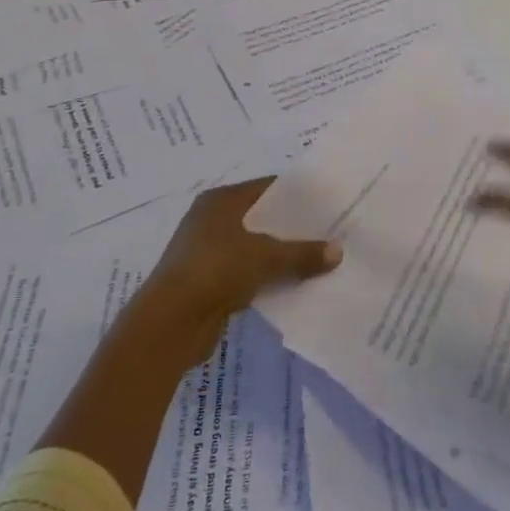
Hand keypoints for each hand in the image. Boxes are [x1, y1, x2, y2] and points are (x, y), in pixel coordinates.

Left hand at [127, 177, 340, 374]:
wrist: (170, 322)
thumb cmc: (216, 270)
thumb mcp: (267, 257)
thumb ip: (303, 253)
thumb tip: (339, 251)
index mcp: (220, 201)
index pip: (267, 188)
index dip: (298, 194)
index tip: (328, 201)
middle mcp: (211, 220)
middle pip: (262, 218)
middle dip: (293, 226)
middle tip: (330, 230)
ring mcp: (207, 252)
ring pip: (256, 247)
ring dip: (282, 255)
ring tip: (319, 258)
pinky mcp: (208, 282)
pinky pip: (247, 272)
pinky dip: (268, 277)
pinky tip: (295, 283)